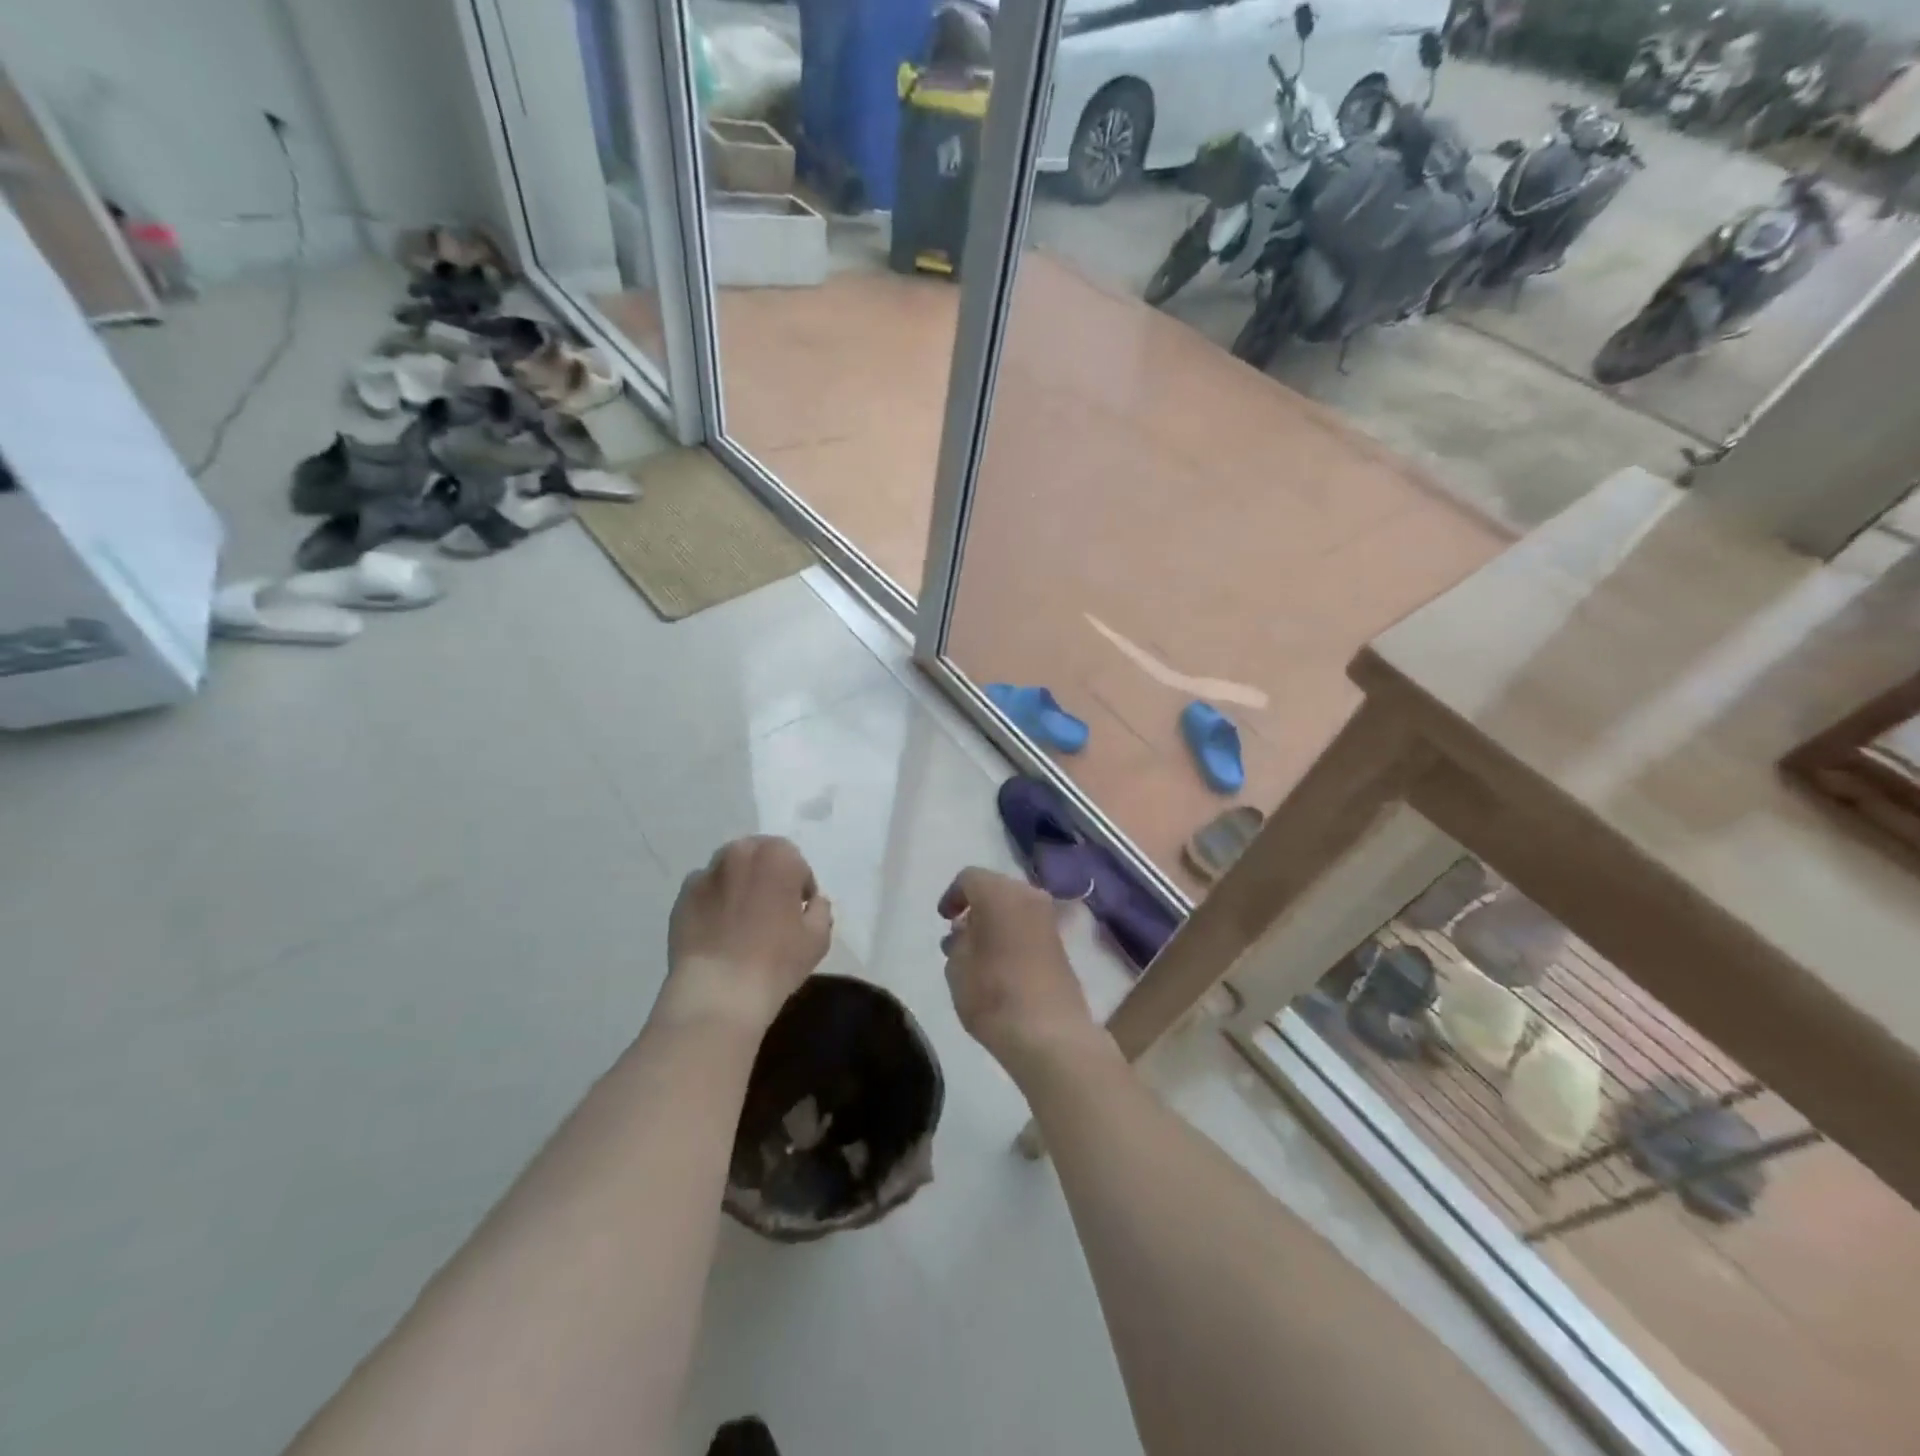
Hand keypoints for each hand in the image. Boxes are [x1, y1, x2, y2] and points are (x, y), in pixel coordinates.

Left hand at [658, 837, 832, 1031]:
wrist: (718, 992)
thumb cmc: (777, 960)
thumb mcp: (818, 938)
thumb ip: (820, 909)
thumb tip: (812, 902)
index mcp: (777, 856)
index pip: (796, 863)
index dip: (800, 888)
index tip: (797, 913)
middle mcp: (740, 853)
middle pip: (760, 857)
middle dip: (768, 876)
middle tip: (770, 911)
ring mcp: (707, 873)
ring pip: (730, 870)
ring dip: (739, 884)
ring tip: (741, 920)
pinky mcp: (683, 896)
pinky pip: (706, 891)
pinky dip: (714, 901)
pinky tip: (718, 930)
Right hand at [938, 868, 1111, 1082]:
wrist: (1049, 1034)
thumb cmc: (993, 994)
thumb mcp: (957, 967)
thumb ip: (957, 941)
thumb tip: (965, 932)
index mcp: (1000, 893)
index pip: (969, 878)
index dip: (952, 895)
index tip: (944, 920)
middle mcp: (1029, 896)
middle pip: (995, 889)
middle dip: (975, 907)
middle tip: (959, 934)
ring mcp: (1049, 920)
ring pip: (1015, 907)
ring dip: (996, 921)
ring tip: (978, 952)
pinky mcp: (1061, 944)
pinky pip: (1029, 926)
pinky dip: (1013, 934)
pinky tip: (1001, 963)